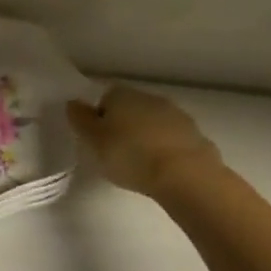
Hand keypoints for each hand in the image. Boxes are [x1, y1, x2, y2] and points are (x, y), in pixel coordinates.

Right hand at [68, 85, 225, 198]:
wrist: (186, 176)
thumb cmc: (130, 155)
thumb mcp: (92, 141)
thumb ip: (79, 119)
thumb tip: (73, 103)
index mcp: (121, 94)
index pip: (104, 99)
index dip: (99, 119)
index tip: (98, 142)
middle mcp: (149, 97)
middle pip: (131, 109)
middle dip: (125, 127)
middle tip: (117, 154)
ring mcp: (177, 115)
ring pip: (154, 124)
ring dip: (148, 138)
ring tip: (142, 165)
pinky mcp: (197, 136)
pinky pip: (174, 141)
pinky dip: (167, 151)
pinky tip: (164, 171)